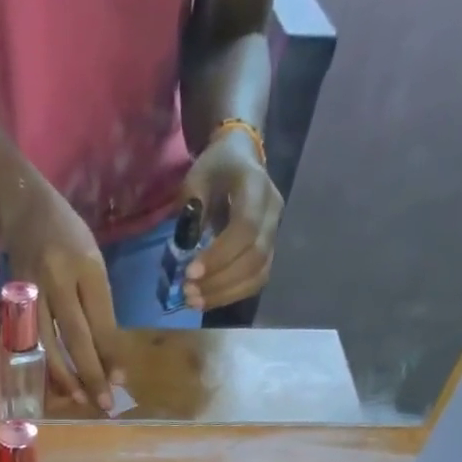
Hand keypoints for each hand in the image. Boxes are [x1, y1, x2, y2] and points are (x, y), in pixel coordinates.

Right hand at [0, 179, 125, 409]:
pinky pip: (30, 341)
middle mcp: (59, 278)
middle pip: (77, 335)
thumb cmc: (66, 235)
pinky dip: (43, 365)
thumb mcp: (92, 260)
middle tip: (105, 403)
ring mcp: (34, 290)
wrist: (22, 205)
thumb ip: (99, 304)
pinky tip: (53, 384)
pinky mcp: (15, 300)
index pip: (102, 318)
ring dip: (66, 376)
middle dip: (93, 373)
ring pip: (50, 343)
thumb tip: (109, 353)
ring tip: (79, 400)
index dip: (111, 353)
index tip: (121, 380)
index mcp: (87, 266)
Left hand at [178, 129, 282, 311]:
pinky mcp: (268, 252)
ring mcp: (274, 234)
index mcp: (256, 186)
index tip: (190, 272)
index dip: (220, 255)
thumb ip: (192, 208)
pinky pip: (255, 281)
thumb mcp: (197, 177)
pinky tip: (207, 300)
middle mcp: (272, 212)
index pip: (246, 228)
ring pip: (258, 274)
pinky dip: (231, 295)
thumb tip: (187, 247)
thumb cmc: (215, 168)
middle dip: (220, 281)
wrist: (239, 160)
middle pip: (255, 257)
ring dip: (225, 294)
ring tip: (194, 301)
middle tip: (188, 292)